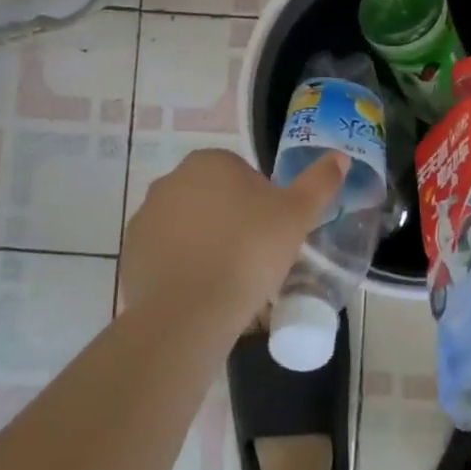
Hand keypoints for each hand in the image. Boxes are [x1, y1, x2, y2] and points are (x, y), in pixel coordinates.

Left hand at [119, 148, 345, 337]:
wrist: (190, 312)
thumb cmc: (249, 252)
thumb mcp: (297, 215)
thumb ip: (319, 182)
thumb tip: (339, 157)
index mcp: (210, 162)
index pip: (242, 175)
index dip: (262, 204)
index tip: (271, 235)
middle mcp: (171, 180)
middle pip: (214, 199)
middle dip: (232, 222)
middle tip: (254, 259)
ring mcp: (146, 217)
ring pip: (188, 227)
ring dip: (205, 244)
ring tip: (228, 281)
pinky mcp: (131, 254)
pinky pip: (165, 255)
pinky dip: (181, 268)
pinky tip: (200, 293)